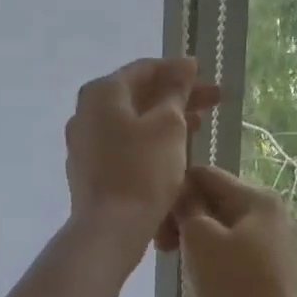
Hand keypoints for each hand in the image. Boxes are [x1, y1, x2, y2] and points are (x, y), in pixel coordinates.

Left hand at [65, 58, 220, 264]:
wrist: (110, 229)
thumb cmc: (143, 171)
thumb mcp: (168, 125)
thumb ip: (176, 91)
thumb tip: (183, 66)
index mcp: (102, 93)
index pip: (144, 69)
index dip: (178, 71)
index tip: (205, 75)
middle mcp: (85, 113)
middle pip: (137, 96)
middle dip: (176, 97)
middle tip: (213, 102)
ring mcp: (83, 144)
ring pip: (131, 123)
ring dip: (166, 121)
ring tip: (200, 126)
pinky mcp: (88, 171)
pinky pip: (123, 146)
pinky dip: (148, 142)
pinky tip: (173, 151)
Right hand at [173, 166, 296, 296]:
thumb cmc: (231, 286)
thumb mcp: (200, 239)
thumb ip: (187, 207)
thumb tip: (179, 189)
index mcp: (257, 198)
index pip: (205, 175)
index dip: (175, 193)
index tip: (158, 226)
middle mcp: (270, 211)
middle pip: (214, 200)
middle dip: (184, 219)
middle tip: (164, 249)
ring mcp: (272, 239)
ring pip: (221, 225)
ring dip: (195, 239)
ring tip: (180, 263)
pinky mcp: (269, 265)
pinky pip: (232, 246)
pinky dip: (211, 254)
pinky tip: (200, 275)